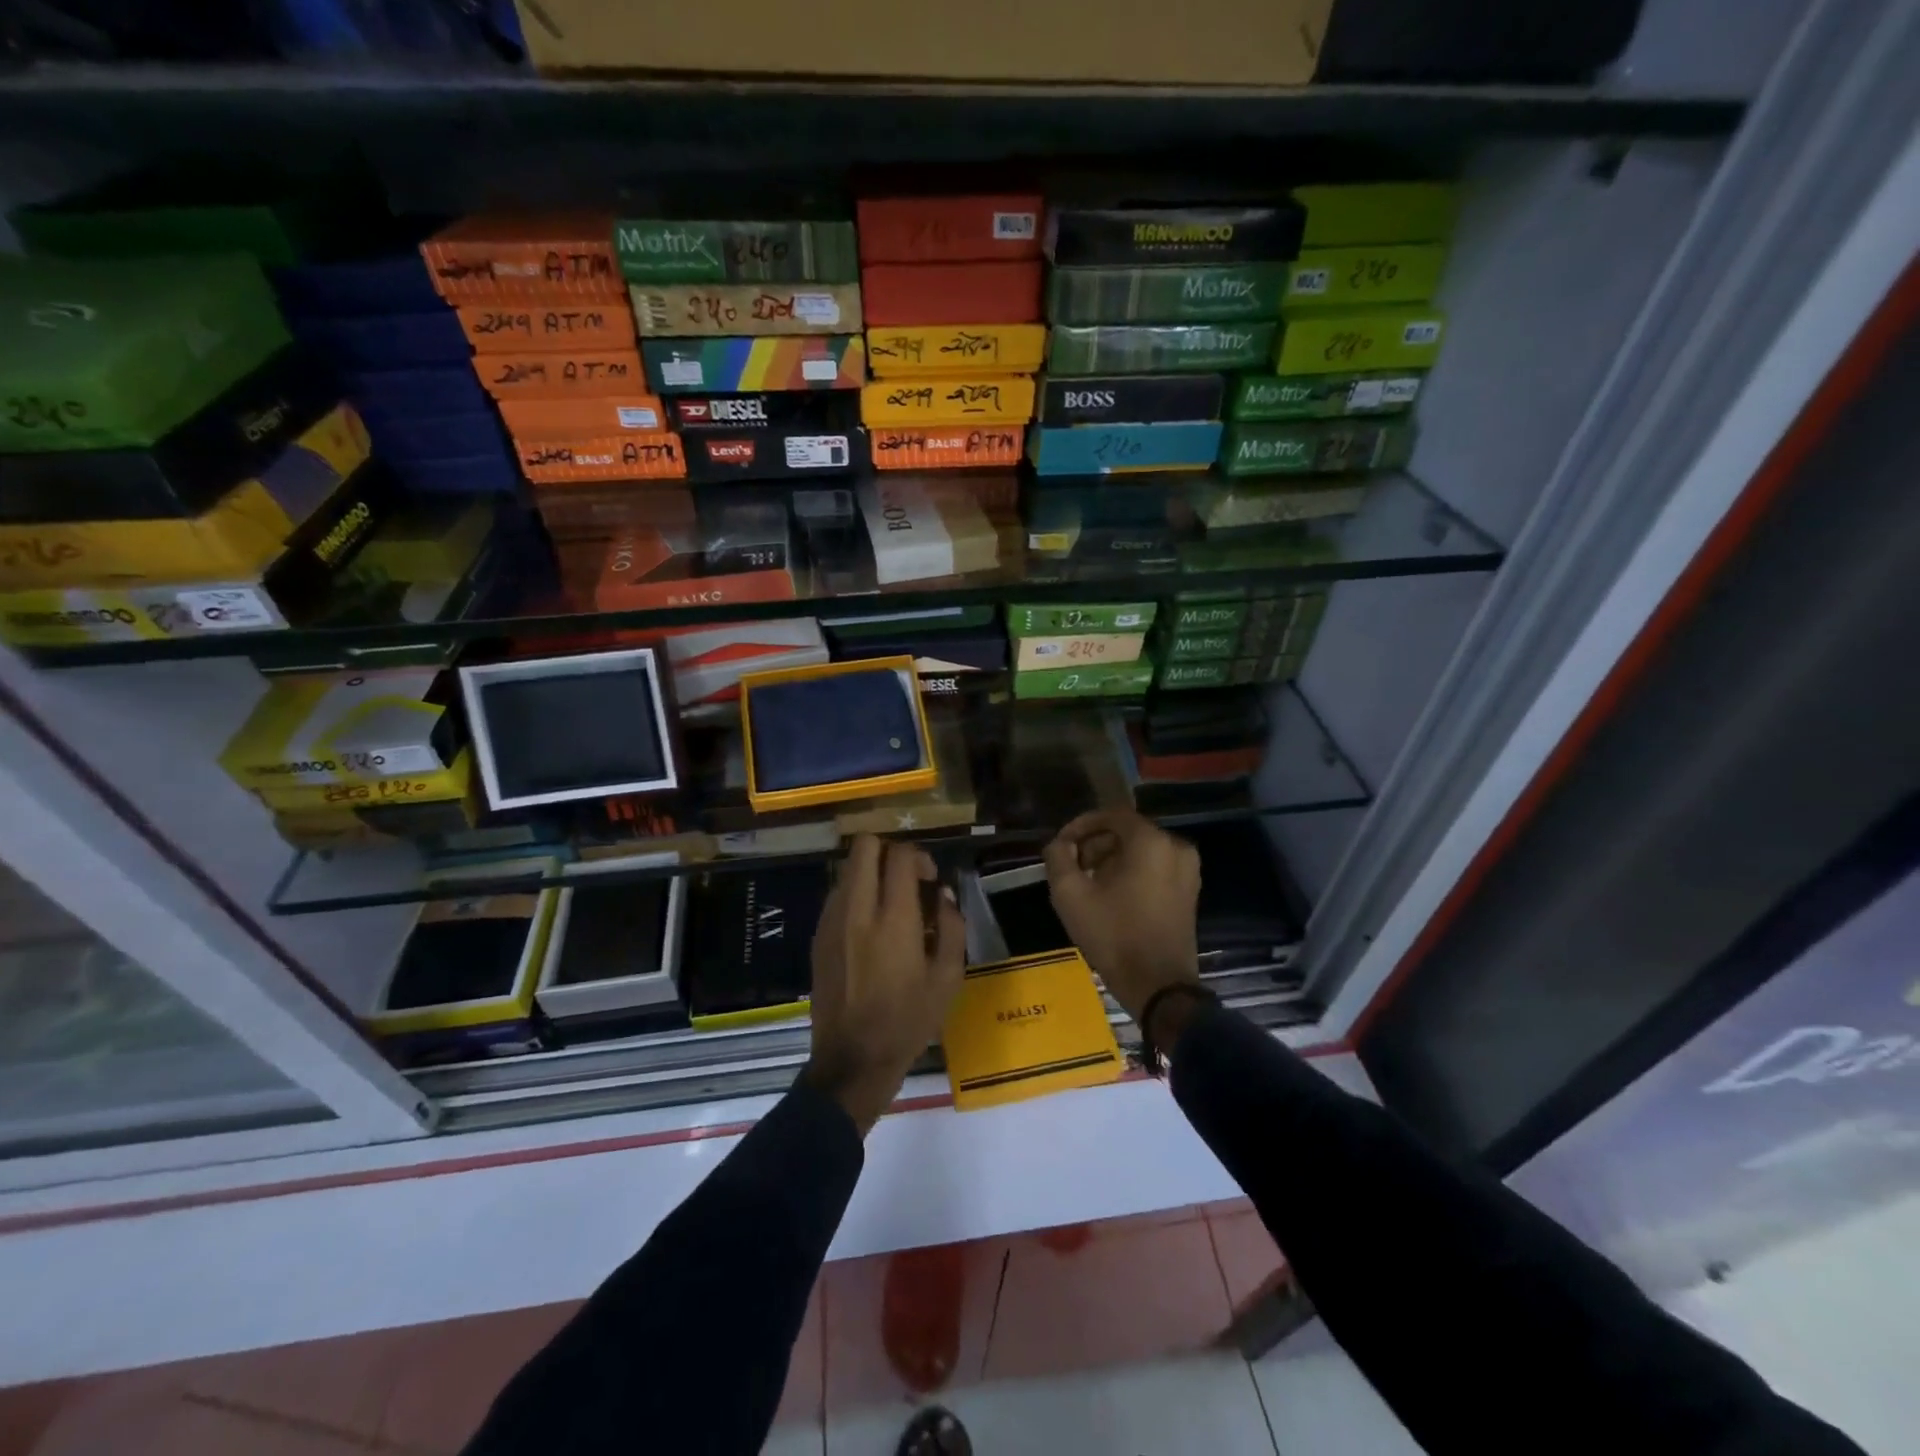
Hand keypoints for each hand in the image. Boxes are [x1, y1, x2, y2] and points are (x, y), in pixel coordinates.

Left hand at [805, 835, 965, 1135]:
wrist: (853, 1060)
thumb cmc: (908, 1021)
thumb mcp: (948, 979)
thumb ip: (952, 927)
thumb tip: (943, 894)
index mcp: (893, 919)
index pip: (900, 855)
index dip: (919, 857)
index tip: (930, 879)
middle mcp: (857, 910)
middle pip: (864, 846)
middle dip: (889, 851)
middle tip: (906, 879)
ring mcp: (832, 921)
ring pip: (848, 868)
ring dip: (870, 873)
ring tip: (889, 905)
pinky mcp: (818, 936)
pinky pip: (837, 895)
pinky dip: (855, 895)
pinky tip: (870, 928)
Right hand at [1044, 811, 1202, 1029]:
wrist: (1159, 986)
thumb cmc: (1114, 935)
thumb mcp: (1071, 895)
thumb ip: (1058, 858)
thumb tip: (1060, 844)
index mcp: (1151, 842)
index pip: (1112, 815)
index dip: (1082, 825)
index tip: (1062, 844)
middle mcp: (1176, 847)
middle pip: (1128, 832)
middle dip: (1096, 844)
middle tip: (1073, 866)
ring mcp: (1188, 870)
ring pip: (1142, 850)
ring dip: (1112, 859)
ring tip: (1089, 883)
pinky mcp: (1190, 891)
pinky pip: (1156, 867)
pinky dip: (1132, 872)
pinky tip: (1112, 895)